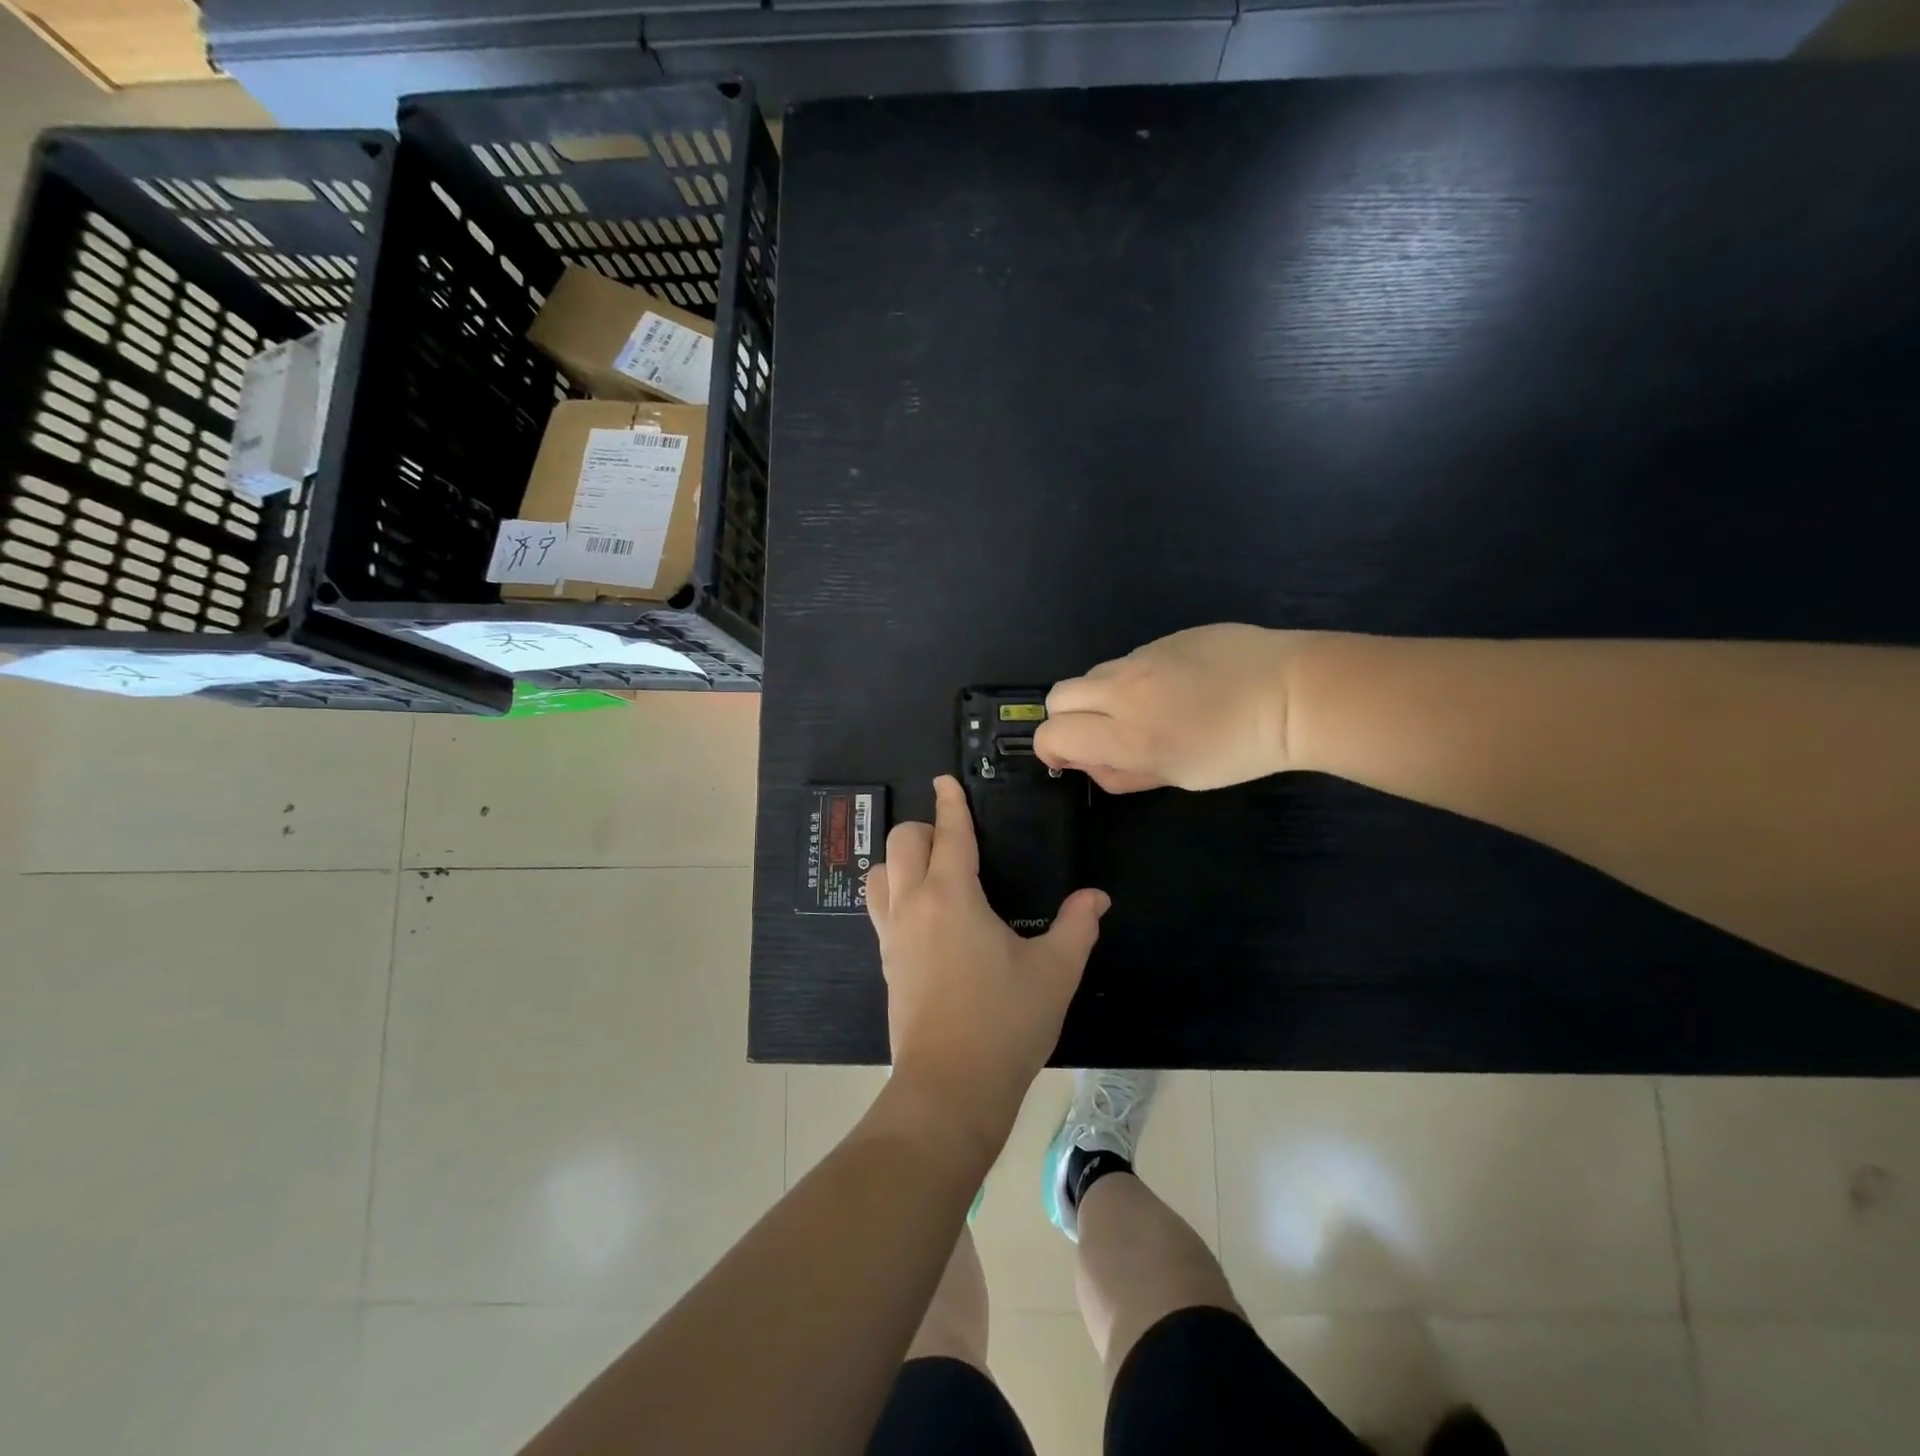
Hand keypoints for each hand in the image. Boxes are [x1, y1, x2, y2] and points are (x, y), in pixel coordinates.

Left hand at [867, 776, 1109, 1152]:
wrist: (950, 1088)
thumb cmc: (1005, 1022)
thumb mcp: (1055, 972)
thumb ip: (1078, 926)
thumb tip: (1096, 897)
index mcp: (952, 896)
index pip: (948, 834)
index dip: (950, 803)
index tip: (945, 781)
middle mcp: (914, 905)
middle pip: (902, 843)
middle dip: (924, 828)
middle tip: (952, 838)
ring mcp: (893, 935)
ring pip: (879, 874)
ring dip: (899, 861)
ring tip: (930, 872)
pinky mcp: (887, 963)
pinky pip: (879, 909)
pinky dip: (893, 893)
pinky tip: (922, 915)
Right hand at [1036, 624, 1313, 792]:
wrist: (1292, 692)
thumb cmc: (1239, 750)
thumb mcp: (1179, 776)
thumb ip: (1123, 775)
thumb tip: (1088, 765)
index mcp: (1128, 736)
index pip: (1053, 734)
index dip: (1051, 750)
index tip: (1069, 759)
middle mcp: (1123, 692)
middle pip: (1057, 697)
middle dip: (1066, 718)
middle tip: (1099, 734)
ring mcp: (1141, 658)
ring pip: (1092, 675)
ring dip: (1099, 697)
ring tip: (1142, 710)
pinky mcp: (1162, 638)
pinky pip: (1127, 660)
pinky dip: (1132, 679)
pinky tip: (1174, 688)